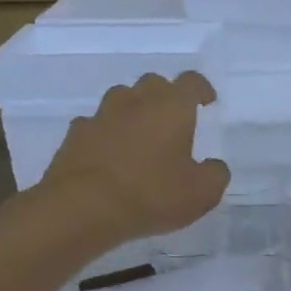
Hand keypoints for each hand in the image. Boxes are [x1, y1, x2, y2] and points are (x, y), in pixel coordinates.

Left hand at [42, 71, 229, 240]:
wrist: (82, 208)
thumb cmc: (151, 194)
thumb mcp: (202, 193)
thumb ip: (215, 174)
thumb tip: (213, 166)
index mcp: (171, 107)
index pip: (191, 82)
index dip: (201, 89)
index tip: (207, 102)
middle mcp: (136, 102)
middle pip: (153, 83)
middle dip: (165, 96)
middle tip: (173, 120)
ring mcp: (101, 116)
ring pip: (120, 99)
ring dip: (133, 110)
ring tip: (140, 135)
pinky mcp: (75, 136)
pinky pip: (94, 125)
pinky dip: (105, 134)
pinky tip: (108, 155)